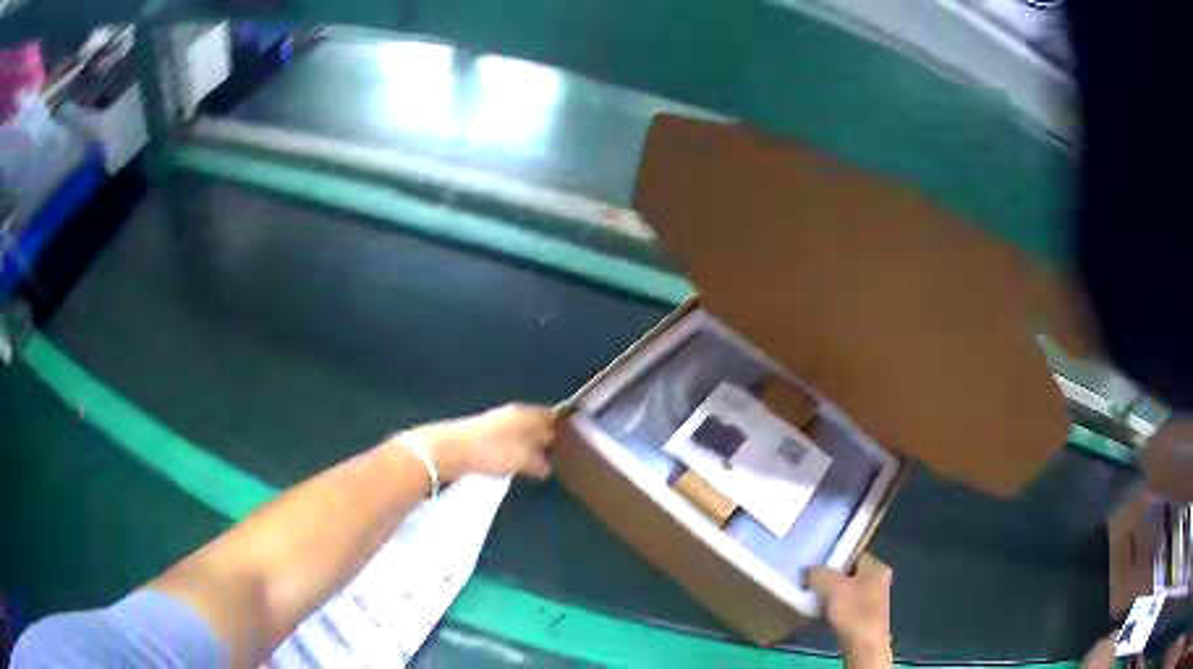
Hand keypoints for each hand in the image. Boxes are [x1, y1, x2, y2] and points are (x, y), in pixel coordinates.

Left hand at [399, 403, 556, 480]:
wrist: (448, 451)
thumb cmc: (489, 451)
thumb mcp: (520, 460)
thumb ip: (537, 463)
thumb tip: (546, 465)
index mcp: (524, 414)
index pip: (550, 415)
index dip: (563, 425)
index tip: (574, 438)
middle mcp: (511, 414)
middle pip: (535, 423)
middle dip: (546, 435)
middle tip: (560, 452)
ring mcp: (494, 423)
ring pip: (520, 431)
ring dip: (529, 444)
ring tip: (539, 460)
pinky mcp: (481, 435)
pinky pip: (507, 440)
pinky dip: (515, 449)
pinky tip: (515, 462)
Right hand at [807, 554, 892, 663]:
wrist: (863, 645)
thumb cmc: (854, 613)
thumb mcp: (833, 588)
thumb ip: (820, 573)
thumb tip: (808, 569)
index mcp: (877, 567)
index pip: (854, 553)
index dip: (835, 557)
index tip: (816, 563)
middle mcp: (878, 580)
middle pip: (849, 572)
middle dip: (830, 577)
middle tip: (811, 580)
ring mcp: (873, 599)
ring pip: (846, 589)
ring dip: (830, 594)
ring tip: (813, 596)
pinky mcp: (864, 615)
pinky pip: (846, 604)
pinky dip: (833, 607)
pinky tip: (821, 612)